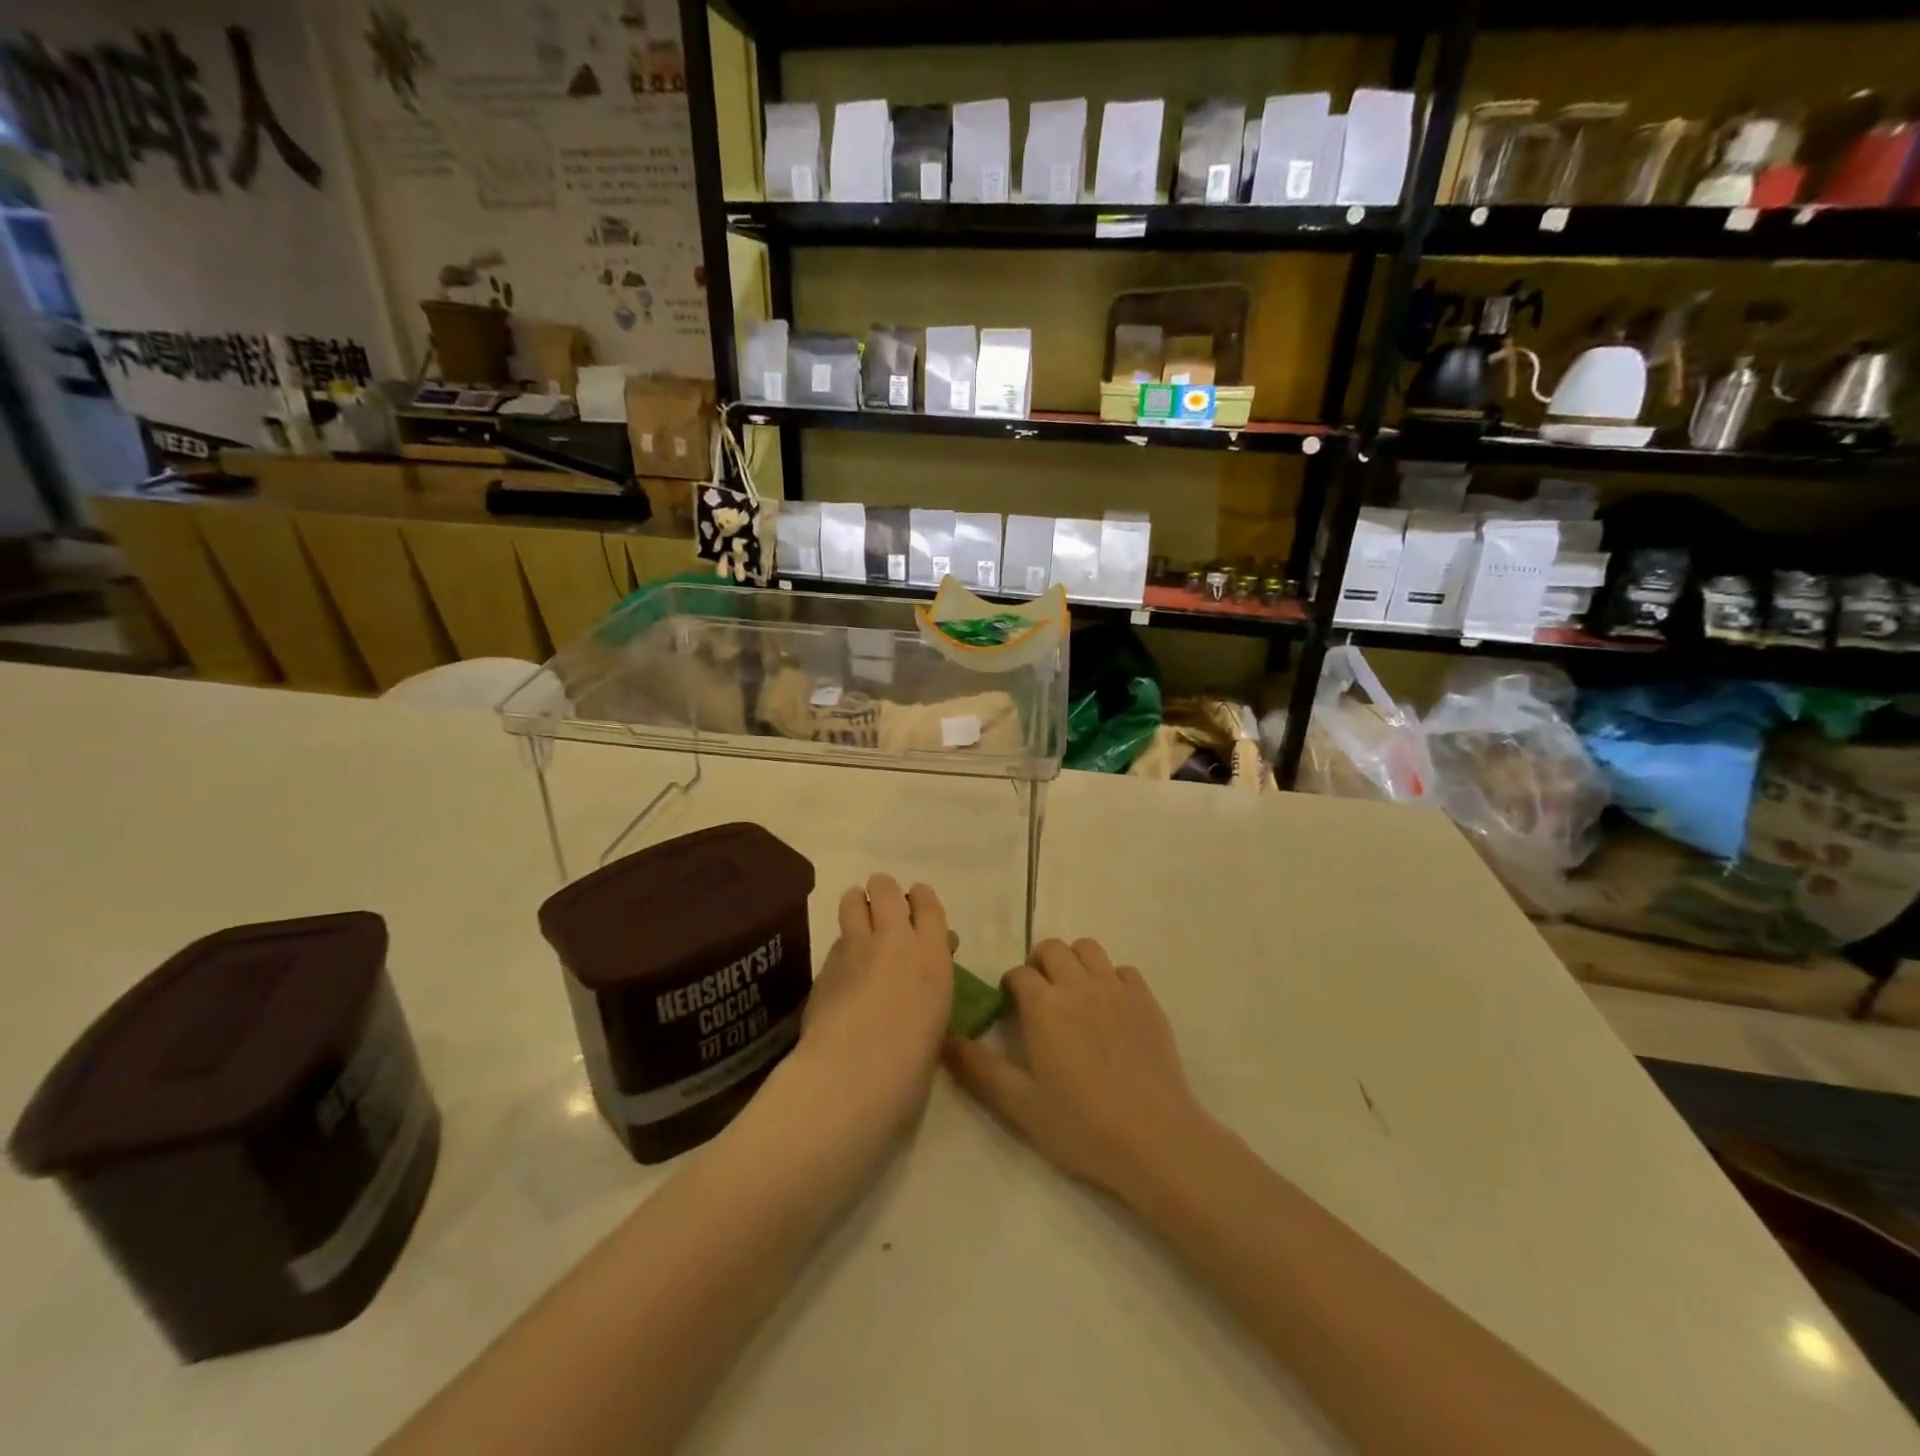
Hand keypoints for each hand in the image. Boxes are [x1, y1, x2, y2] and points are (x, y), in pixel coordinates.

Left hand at [789, 875, 953, 1132]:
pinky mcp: (824, 963)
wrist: (855, 1072)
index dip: (920, 898)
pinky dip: (841, 946)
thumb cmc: (912, 1061)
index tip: (916, 905)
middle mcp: (894, 938)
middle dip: (883, 893)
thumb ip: (932, 980)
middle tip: (883, 911)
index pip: (927, 903)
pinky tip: (842, 969)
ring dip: (857, 906)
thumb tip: (929, 962)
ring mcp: (855, 947)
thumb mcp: (937, 1015)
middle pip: (885, 888)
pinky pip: (836, 940)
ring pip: (852, 900)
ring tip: (858, 923)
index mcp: (932, 952)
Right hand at [944, 939, 1211, 1201]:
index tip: (1013, 1008)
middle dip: (1040, 965)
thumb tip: (946, 1039)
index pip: (1019, 974)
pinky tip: (1111, 1009)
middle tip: (1041, 997)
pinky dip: (1111, 979)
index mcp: (1044, 1006)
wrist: (1153, 1138)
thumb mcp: (1020, 1104)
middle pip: (1052, 949)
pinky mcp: (1146, 1000)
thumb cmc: (1081, 1125)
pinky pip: (1123, 970)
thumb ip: (980, 1069)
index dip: (1011, 987)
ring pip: (1088, 949)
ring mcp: (1116, 989)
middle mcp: (1078, 985)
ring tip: (1075, 994)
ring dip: (1075, 962)